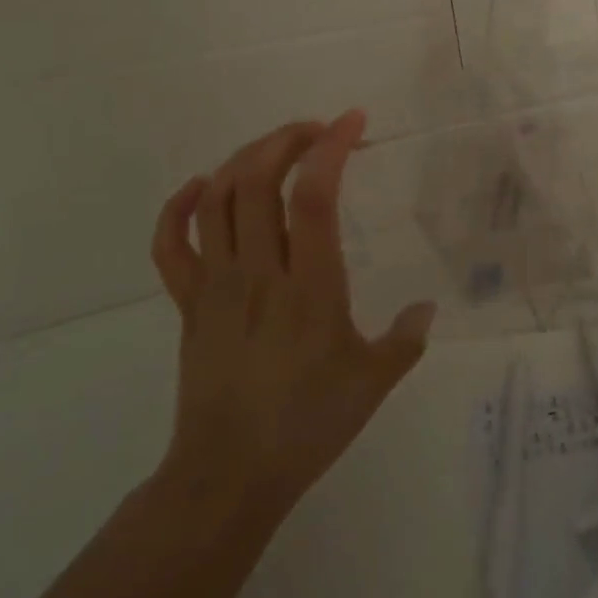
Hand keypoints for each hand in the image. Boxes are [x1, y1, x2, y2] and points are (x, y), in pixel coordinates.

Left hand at [149, 110, 435, 518]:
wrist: (228, 475)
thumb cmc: (307, 425)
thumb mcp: (373, 382)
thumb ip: (406, 338)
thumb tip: (427, 307)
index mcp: (309, 287)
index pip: (314, 196)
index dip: (332, 147)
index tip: (353, 121)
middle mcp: (258, 273)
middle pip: (255, 180)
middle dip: (285, 139)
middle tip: (316, 130)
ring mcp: (215, 286)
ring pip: (216, 200)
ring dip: (243, 160)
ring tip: (275, 149)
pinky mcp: (189, 304)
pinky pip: (171, 245)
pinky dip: (180, 206)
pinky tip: (202, 186)